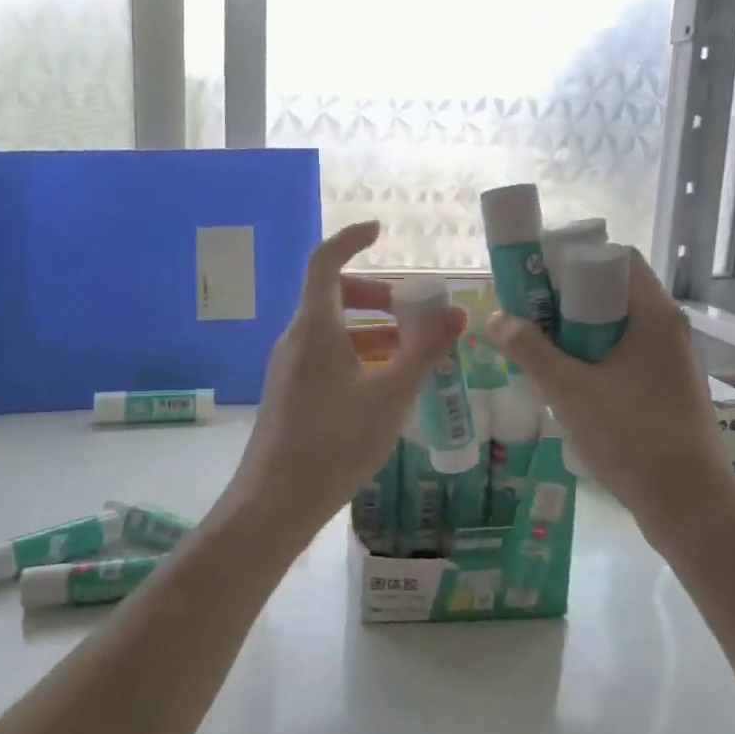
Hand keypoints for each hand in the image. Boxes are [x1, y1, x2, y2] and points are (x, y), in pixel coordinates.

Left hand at [227, 221, 466, 541]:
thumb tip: (458, 316)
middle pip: (333, 296)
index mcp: (315, 327)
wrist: (276, 502)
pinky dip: (356, 356)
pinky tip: (384, 386)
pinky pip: (324, 357)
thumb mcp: (390, 396)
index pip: (325, 261)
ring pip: (332, 330)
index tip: (380, 232)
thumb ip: (425, 352)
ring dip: (371, 331)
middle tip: (414, 312)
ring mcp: (288, 367)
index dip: (351, 239)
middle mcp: (296, 339)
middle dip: (377, 295)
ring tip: (412, 353)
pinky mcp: (289, 392)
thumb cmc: (336, 443)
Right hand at [486, 249, 734, 538]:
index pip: (617, 258)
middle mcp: (667, 329)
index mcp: (653, 316)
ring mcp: (670, 361)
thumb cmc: (631, 437)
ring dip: (576, 330)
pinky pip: (624, 354)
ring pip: (616, 326)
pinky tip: (566, 379)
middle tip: (526, 311)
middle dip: (566, 298)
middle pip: (613, 291)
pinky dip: (593, 355)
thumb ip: (531, 351)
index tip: (536, 275)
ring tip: (537, 345)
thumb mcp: (570, 392)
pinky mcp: (666, 388)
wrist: (689, 504)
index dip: (574, 258)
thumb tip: (497, 318)